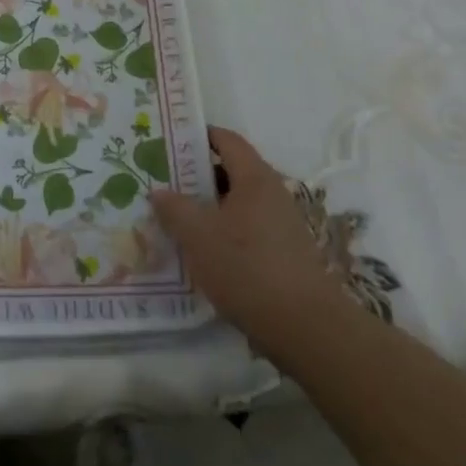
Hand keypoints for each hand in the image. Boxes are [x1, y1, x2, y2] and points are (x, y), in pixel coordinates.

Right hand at [149, 126, 353, 346]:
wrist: (306, 329)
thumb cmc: (248, 268)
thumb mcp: (198, 236)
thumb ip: (174, 208)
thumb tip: (158, 191)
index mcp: (255, 178)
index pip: (226, 140)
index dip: (198, 136)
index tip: (168, 142)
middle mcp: (272, 194)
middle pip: (230, 171)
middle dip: (196, 175)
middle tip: (164, 182)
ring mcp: (281, 225)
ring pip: (237, 204)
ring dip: (208, 208)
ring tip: (176, 219)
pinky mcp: (284, 254)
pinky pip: (247, 229)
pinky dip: (224, 232)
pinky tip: (202, 252)